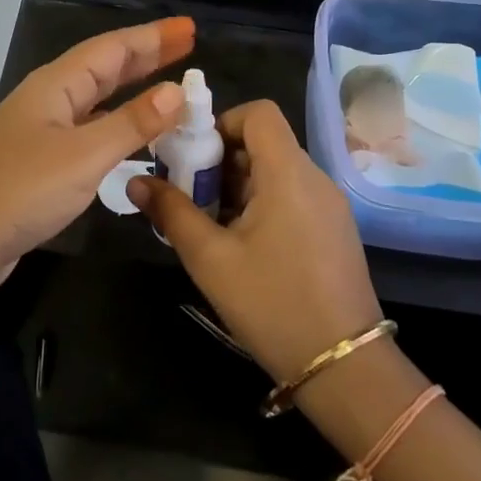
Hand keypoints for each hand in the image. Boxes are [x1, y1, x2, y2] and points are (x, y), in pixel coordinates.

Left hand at [0, 16, 195, 298]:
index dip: (152, 37)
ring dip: (133, 92)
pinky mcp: (42, 165)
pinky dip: (118, 128)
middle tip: (187, 47)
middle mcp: (49, 102)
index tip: (189, 29)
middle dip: (146, 56)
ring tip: (170, 88)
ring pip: (97, 102)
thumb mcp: (83, 155)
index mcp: (56, 86)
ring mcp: (43, 134)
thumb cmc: (20, 191)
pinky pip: (90, 133)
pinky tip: (134, 139)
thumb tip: (176, 91)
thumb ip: (131, 123)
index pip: (112, 49)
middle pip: (104, 69)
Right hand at [129, 100, 380, 384]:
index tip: (194, 157)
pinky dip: (260, 203)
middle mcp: (315, 178)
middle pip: (264, 142)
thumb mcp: (211, 258)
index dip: (222, 122)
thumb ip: (172, 212)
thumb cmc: (273, 304)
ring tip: (209, 224)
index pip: (259, 113)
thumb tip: (136, 182)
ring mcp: (329, 205)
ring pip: (275, 171)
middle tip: (189, 196)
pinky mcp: (334, 230)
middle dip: (220, 160)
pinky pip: (291, 195)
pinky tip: (241, 244)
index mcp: (289, 173)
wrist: (345, 367)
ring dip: (237, 185)